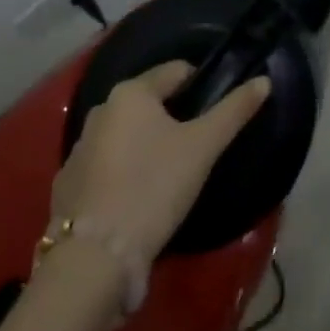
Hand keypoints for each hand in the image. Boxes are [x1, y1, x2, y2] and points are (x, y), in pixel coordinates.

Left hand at [52, 61, 271, 262]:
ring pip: (125, 135)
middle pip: (149, 103)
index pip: (177, 71)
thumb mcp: (203, 147)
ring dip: (145, 146)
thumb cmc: (154, 187)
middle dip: (173, 118)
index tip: (216, 114)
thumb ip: (234, 110)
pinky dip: (122, 174)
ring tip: (168, 177)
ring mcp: (78, 150)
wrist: (94, 259)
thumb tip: (263, 80)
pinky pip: (105, 167)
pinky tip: (136, 200)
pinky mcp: (66, 187)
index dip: (201, 87)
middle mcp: (100, 111)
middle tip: (196, 148)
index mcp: (131, 93)